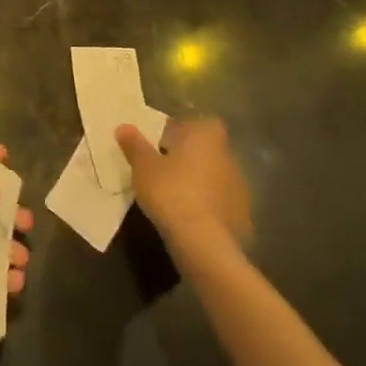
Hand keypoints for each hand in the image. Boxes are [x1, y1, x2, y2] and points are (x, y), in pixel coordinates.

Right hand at [118, 116, 251, 253]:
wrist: (204, 242)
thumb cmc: (171, 192)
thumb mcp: (143, 167)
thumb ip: (134, 145)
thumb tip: (123, 126)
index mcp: (206, 134)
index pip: (189, 123)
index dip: (173, 132)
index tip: (156, 146)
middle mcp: (227, 153)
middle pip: (203, 149)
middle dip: (185, 157)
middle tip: (160, 171)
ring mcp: (239, 184)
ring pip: (212, 175)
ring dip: (197, 182)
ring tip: (173, 197)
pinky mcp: (242, 213)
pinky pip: (219, 201)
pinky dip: (206, 205)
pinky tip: (189, 218)